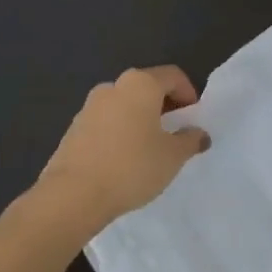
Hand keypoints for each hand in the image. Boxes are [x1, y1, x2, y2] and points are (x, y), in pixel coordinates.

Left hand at [36, 65, 210, 231]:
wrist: (73, 195)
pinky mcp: (73, 128)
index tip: (193, 118)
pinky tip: (124, 159)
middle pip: (147, 87)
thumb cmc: (132, 167)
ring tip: (149, 149)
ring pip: (124, 105)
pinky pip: (106, 122)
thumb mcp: (173, 156)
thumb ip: (190, 140)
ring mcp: (89, 106)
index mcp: (140, 84)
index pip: (172, 76)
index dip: (189, 93)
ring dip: (140, 119)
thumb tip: (198, 133)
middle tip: (175, 133)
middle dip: (164, 106)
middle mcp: (113, 86)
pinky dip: (120, 132)